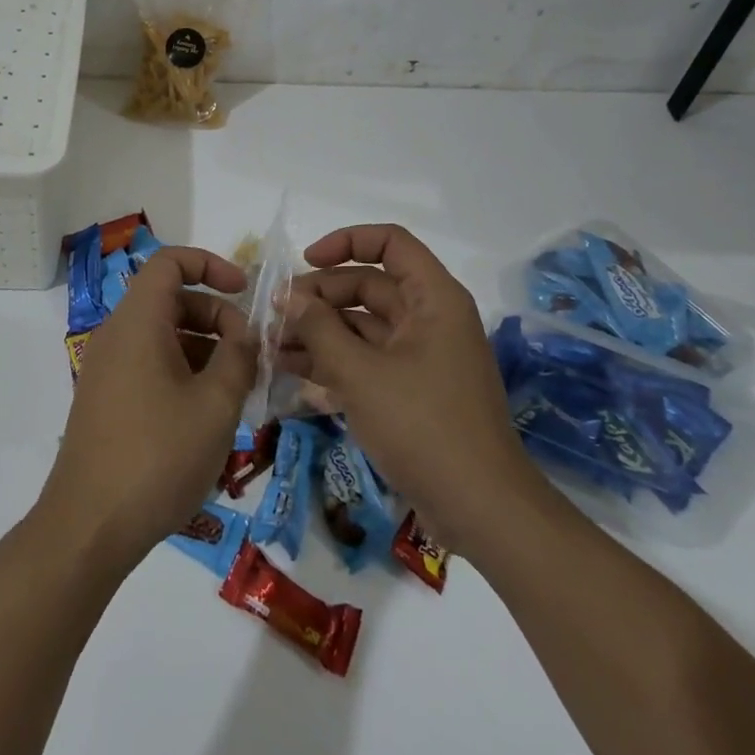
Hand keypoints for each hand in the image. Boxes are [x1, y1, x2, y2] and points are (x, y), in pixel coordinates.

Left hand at [38, 247, 255, 568]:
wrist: (89, 526)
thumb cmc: (157, 456)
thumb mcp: (215, 405)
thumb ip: (239, 358)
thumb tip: (247, 334)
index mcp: (137, 321)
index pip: (169, 262)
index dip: (210, 265)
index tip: (245, 291)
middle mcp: (116, 334)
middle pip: (169, 299)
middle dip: (216, 316)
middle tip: (250, 355)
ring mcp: (106, 367)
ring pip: (162, 335)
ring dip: (203, 349)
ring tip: (237, 390)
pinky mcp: (105, 398)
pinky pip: (148, 363)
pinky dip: (182, 371)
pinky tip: (207, 414)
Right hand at [282, 224, 538, 554]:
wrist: (483, 513)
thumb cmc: (424, 427)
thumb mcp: (360, 373)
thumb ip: (319, 328)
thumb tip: (286, 295)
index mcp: (433, 299)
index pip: (390, 242)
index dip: (345, 242)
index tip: (304, 262)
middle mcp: (429, 318)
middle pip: (368, 285)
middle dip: (319, 296)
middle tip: (275, 315)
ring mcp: (421, 356)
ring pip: (362, 325)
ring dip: (319, 330)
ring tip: (271, 344)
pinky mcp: (411, 390)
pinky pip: (366, 359)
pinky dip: (332, 360)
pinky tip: (291, 371)